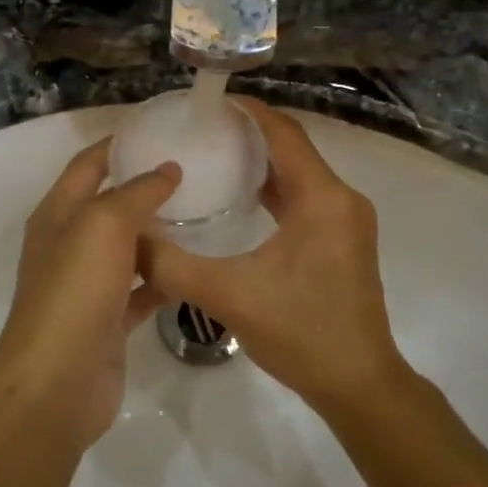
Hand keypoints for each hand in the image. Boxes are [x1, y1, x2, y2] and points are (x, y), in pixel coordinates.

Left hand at [0, 140, 180, 451]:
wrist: (57, 383)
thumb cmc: (75, 290)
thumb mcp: (104, 225)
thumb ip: (137, 192)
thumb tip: (167, 169)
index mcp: (58, 213)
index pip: (87, 164)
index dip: (117, 143)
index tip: (158, 128)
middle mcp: (70, 243)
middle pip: (110, 204)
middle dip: (145, 187)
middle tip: (195, 171)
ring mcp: (88, 284)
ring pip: (128, 247)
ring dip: (158, 233)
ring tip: (204, 213)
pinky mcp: (108, 319)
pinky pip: (140, 288)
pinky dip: (163, 278)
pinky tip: (195, 267)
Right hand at [140, 99, 404, 412]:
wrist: (359, 385)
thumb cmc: (301, 333)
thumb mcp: (229, 296)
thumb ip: (173, 265)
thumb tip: (128, 240)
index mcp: (322, 198)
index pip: (284, 133)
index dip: (249, 111)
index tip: (210, 101)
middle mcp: (340, 199)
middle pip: (293, 148)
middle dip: (250, 133)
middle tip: (202, 129)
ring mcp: (346, 220)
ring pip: (300, 173)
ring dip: (262, 161)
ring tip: (214, 154)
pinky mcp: (342, 240)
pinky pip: (305, 197)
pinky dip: (274, 188)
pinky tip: (240, 197)